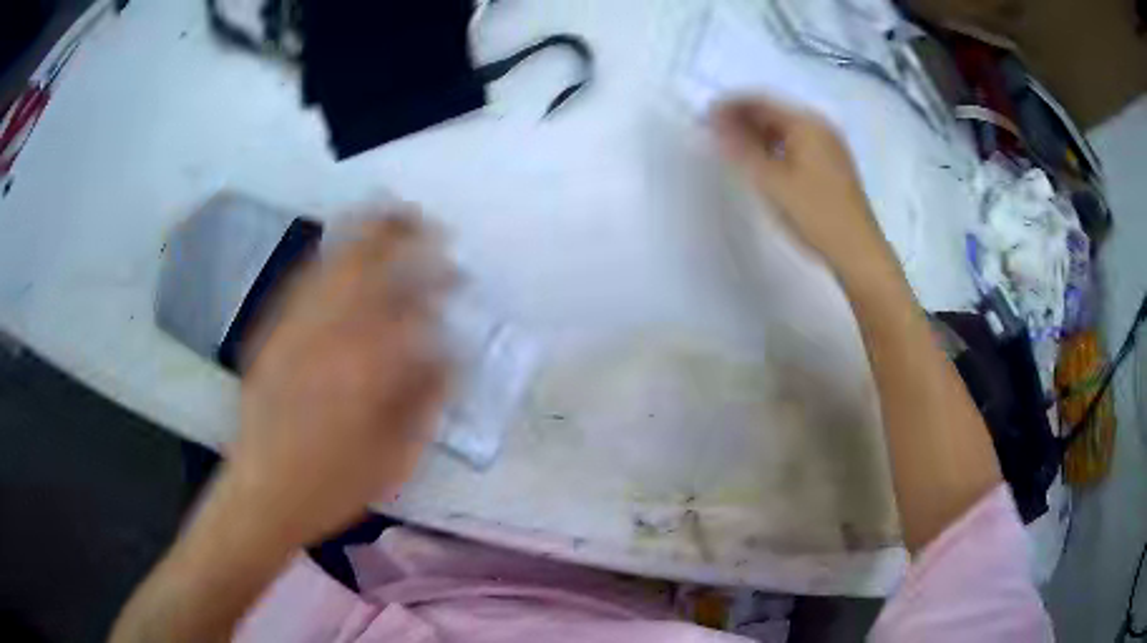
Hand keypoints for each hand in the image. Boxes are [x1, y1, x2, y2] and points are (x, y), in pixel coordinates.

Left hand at [226, 214, 453, 546]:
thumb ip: (424, 400)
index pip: (411, 305)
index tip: (459, 279)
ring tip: (389, 215)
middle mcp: (328, 332)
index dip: (438, 284)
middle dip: (401, 235)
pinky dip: (327, 256)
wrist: (261, 494)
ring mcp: (294, 328)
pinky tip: (340, 252)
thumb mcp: (394, 457)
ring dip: (364, 234)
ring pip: (333, 263)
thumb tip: (448, 355)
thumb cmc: (332, 485)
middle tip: (427, 223)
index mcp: (364, 365)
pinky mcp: (272, 334)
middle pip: (368, 264)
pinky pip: (302, 282)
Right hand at [711, 96, 889, 274]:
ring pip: (784, 131)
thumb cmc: (816, 214)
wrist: (857, 253)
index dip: (729, 106)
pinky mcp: (831, 167)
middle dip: (742, 120)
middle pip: (773, 113)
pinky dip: (773, 149)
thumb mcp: (773, 181)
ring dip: (756, 135)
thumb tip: (715, 125)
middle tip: (713, 136)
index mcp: (807, 123)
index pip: (761, 101)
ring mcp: (829, 148)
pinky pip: (795, 146)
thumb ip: (742, 149)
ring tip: (731, 150)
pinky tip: (760, 164)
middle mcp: (820, 128)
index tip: (703, 120)